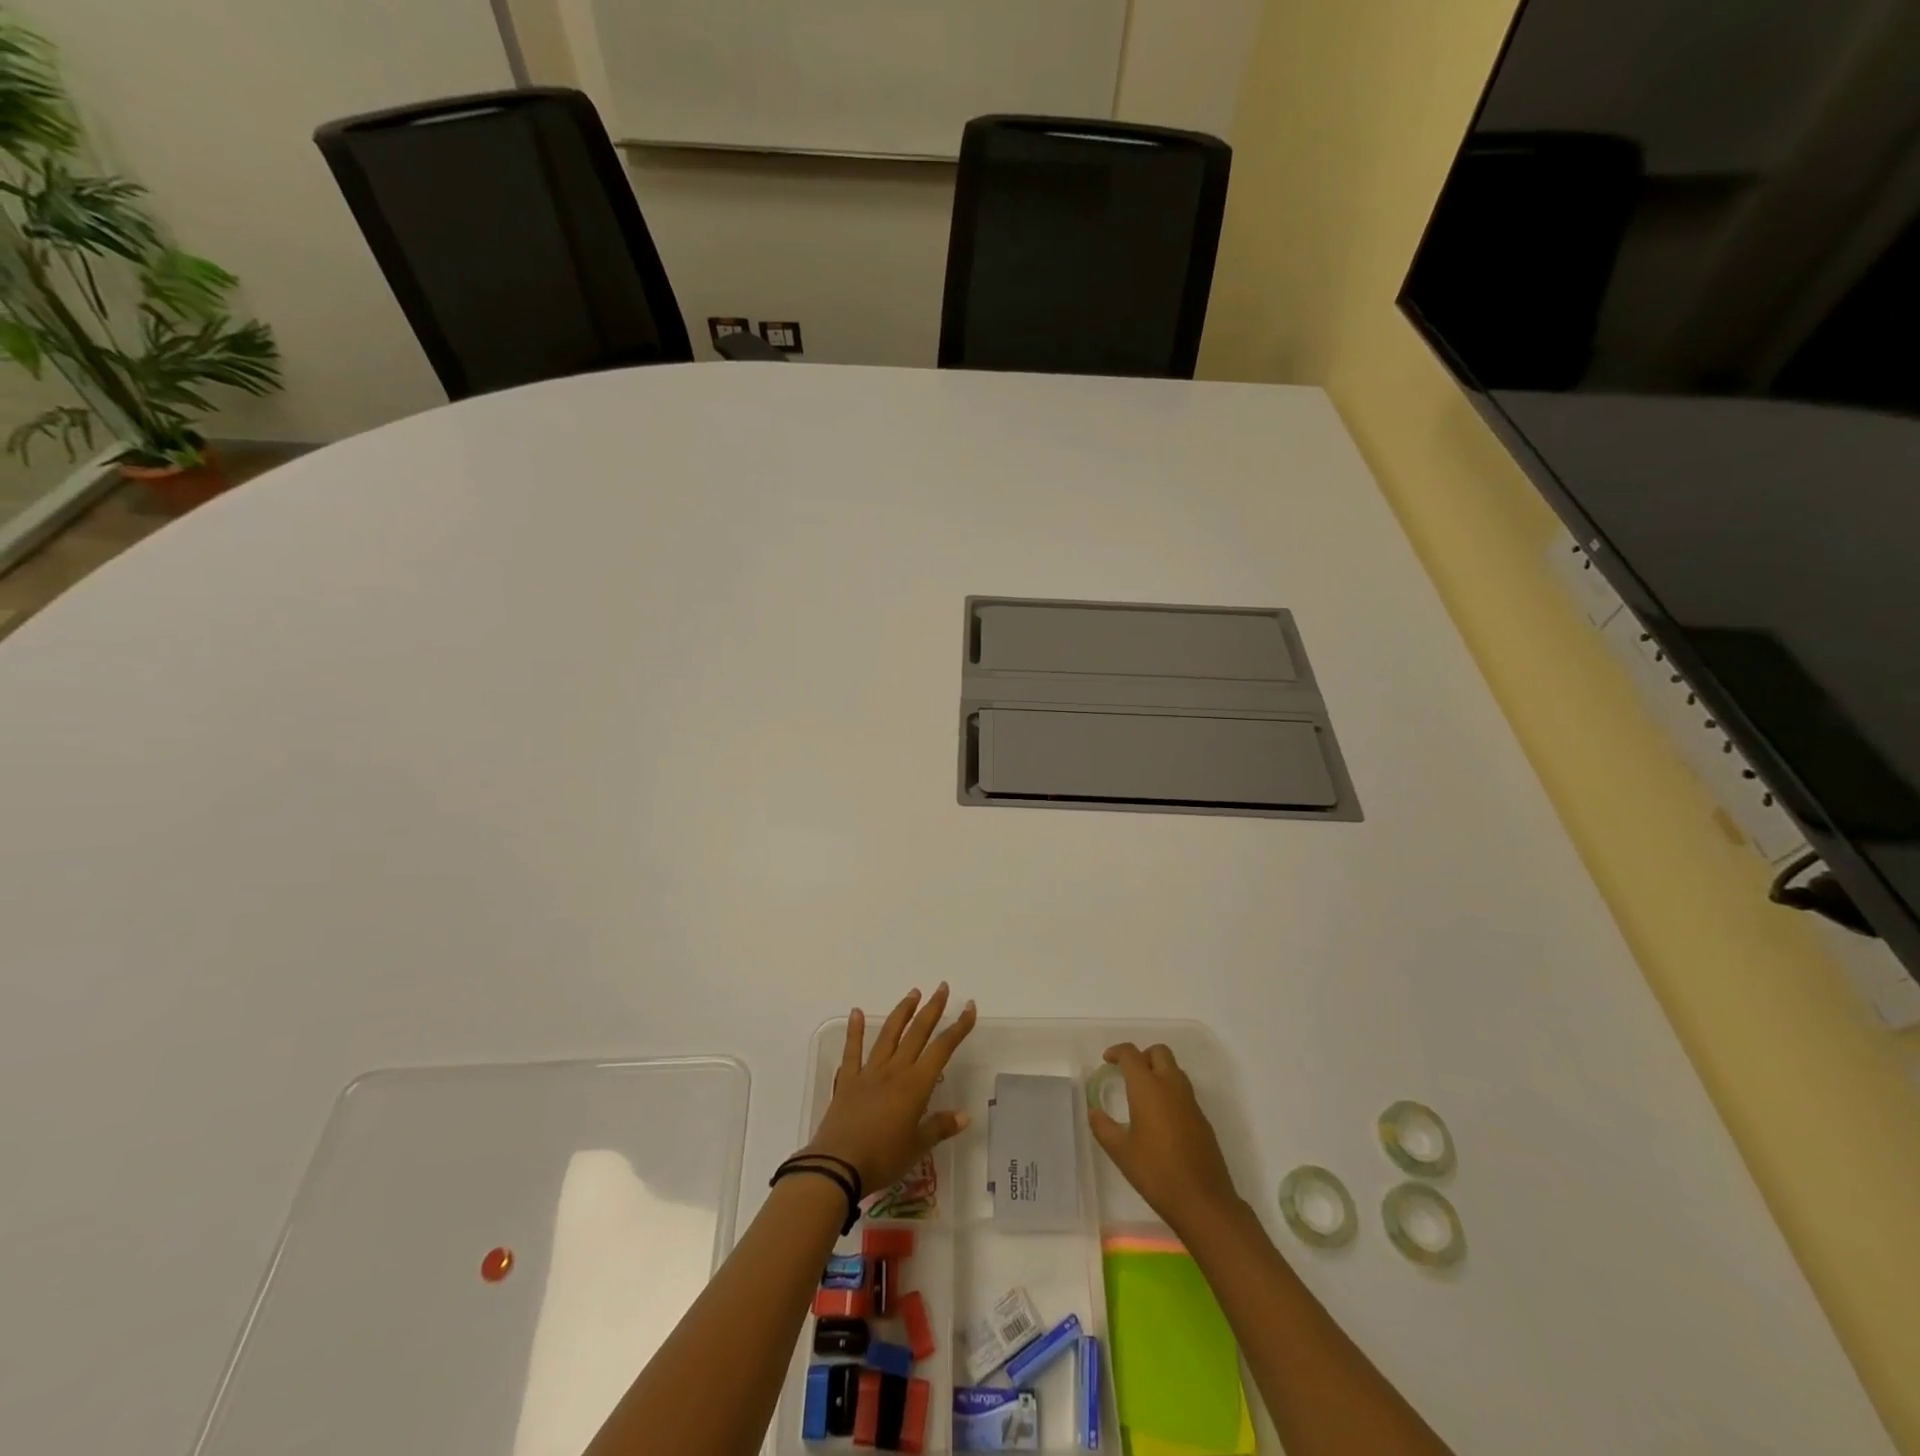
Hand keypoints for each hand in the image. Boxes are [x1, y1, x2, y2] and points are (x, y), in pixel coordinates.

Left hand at [804, 984, 977, 1191]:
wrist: (838, 1166)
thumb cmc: (883, 1158)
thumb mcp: (917, 1147)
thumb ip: (939, 1127)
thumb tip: (965, 1115)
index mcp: (915, 1085)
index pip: (942, 1048)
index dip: (958, 1027)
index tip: (969, 1007)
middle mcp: (894, 1070)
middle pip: (917, 1033)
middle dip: (932, 1009)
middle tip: (942, 987)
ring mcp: (869, 1072)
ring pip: (889, 1035)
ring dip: (902, 1012)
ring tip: (913, 993)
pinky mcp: (847, 1080)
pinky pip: (852, 1050)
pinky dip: (855, 1030)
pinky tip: (857, 1012)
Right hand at [1088, 1042, 1241, 1236]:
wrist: (1203, 1202)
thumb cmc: (1156, 1173)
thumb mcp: (1121, 1152)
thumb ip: (1103, 1127)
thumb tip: (1093, 1111)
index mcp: (1148, 1088)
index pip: (1131, 1054)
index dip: (1117, 1051)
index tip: (1107, 1060)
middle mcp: (1171, 1086)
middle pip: (1159, 1052)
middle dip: (1142, 1056)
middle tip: (1127, 1073)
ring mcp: (1190, 1102)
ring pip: (1174, 1069)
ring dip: (1158, 1071)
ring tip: (1142, 1094)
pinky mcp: (1202, 1119)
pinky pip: (1184, 1091)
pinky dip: (1170, 1091)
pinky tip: (1160, 1118)